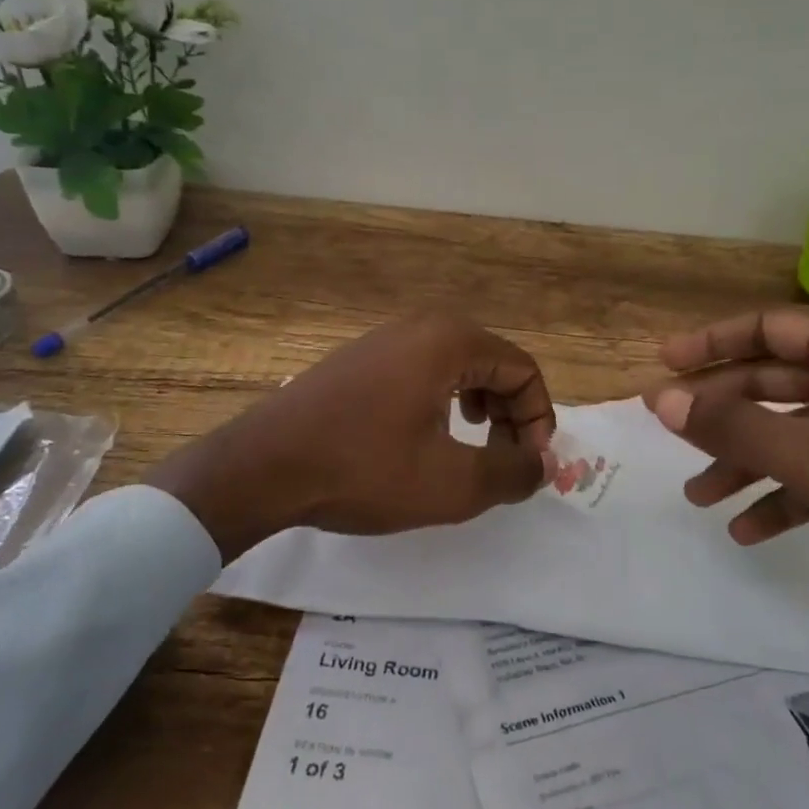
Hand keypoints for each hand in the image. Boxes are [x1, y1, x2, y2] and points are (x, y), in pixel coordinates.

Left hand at [144, 313, 554, 560]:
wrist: (262, 467)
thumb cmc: (363, 470)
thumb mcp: (450, 483)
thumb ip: (512, 472)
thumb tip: (545, 465)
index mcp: (450, 341)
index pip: (523, 370)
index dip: (538, 420)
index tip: (528, 467)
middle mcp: (422, 325)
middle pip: (494, 363)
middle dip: (510, 414)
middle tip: (504, 461)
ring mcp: (386, 337)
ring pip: (459, 366)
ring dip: (481, 407)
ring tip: (472, 447)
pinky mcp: (362, 357)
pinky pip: (424, 370)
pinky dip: (445, 400)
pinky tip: (428, 436)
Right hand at [647, 307, 808, 795]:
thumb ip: (739, 429)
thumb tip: (660, 398)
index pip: (774, 328)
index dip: (714, 342)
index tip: (664, 364)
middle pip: (777, 382)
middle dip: (724, 411)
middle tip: (669, 432)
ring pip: (793, 431)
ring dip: (745, 459)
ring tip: (699, 494)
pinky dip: (782, 496)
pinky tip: (748, 529)